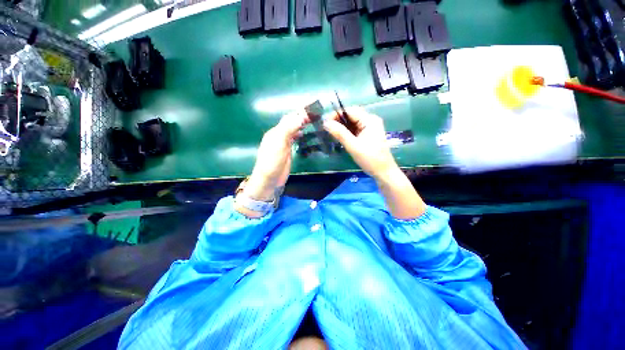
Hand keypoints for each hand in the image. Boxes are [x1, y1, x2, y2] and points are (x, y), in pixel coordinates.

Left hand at [244, 110, 309, 201]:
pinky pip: (294, 138)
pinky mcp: (287, 151)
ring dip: (301, 124)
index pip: (289, 118)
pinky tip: (305, 134)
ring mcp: (283, 143)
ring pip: (293, 130)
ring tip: (313, 121)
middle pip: (291, 122)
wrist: (269, 180)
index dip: (300, 112)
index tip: (313, 108)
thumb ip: (288, 129)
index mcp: (276, 131)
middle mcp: (279, 135)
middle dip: (302, 117)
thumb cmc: (272, 162)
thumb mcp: (279, 144)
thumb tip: (300, 116)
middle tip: (316, 114)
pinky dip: (300, 134)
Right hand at [323, 107, 398, 179]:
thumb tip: (326, 123)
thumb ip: (340, 133)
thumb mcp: (353, 146)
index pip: (350, 111)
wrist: (383, 172)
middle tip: (326, 128)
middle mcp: (371, 120)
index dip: (336, 114)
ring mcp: (370, 127)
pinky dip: (347, 132)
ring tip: (331, 132)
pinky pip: (355, 129)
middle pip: (351, 115)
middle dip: (338, 121)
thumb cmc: (370, 159)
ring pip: (352, 122)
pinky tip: (340, 136)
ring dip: (342, 126)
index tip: (324, 123)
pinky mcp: (368, 134)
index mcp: (370, 120)